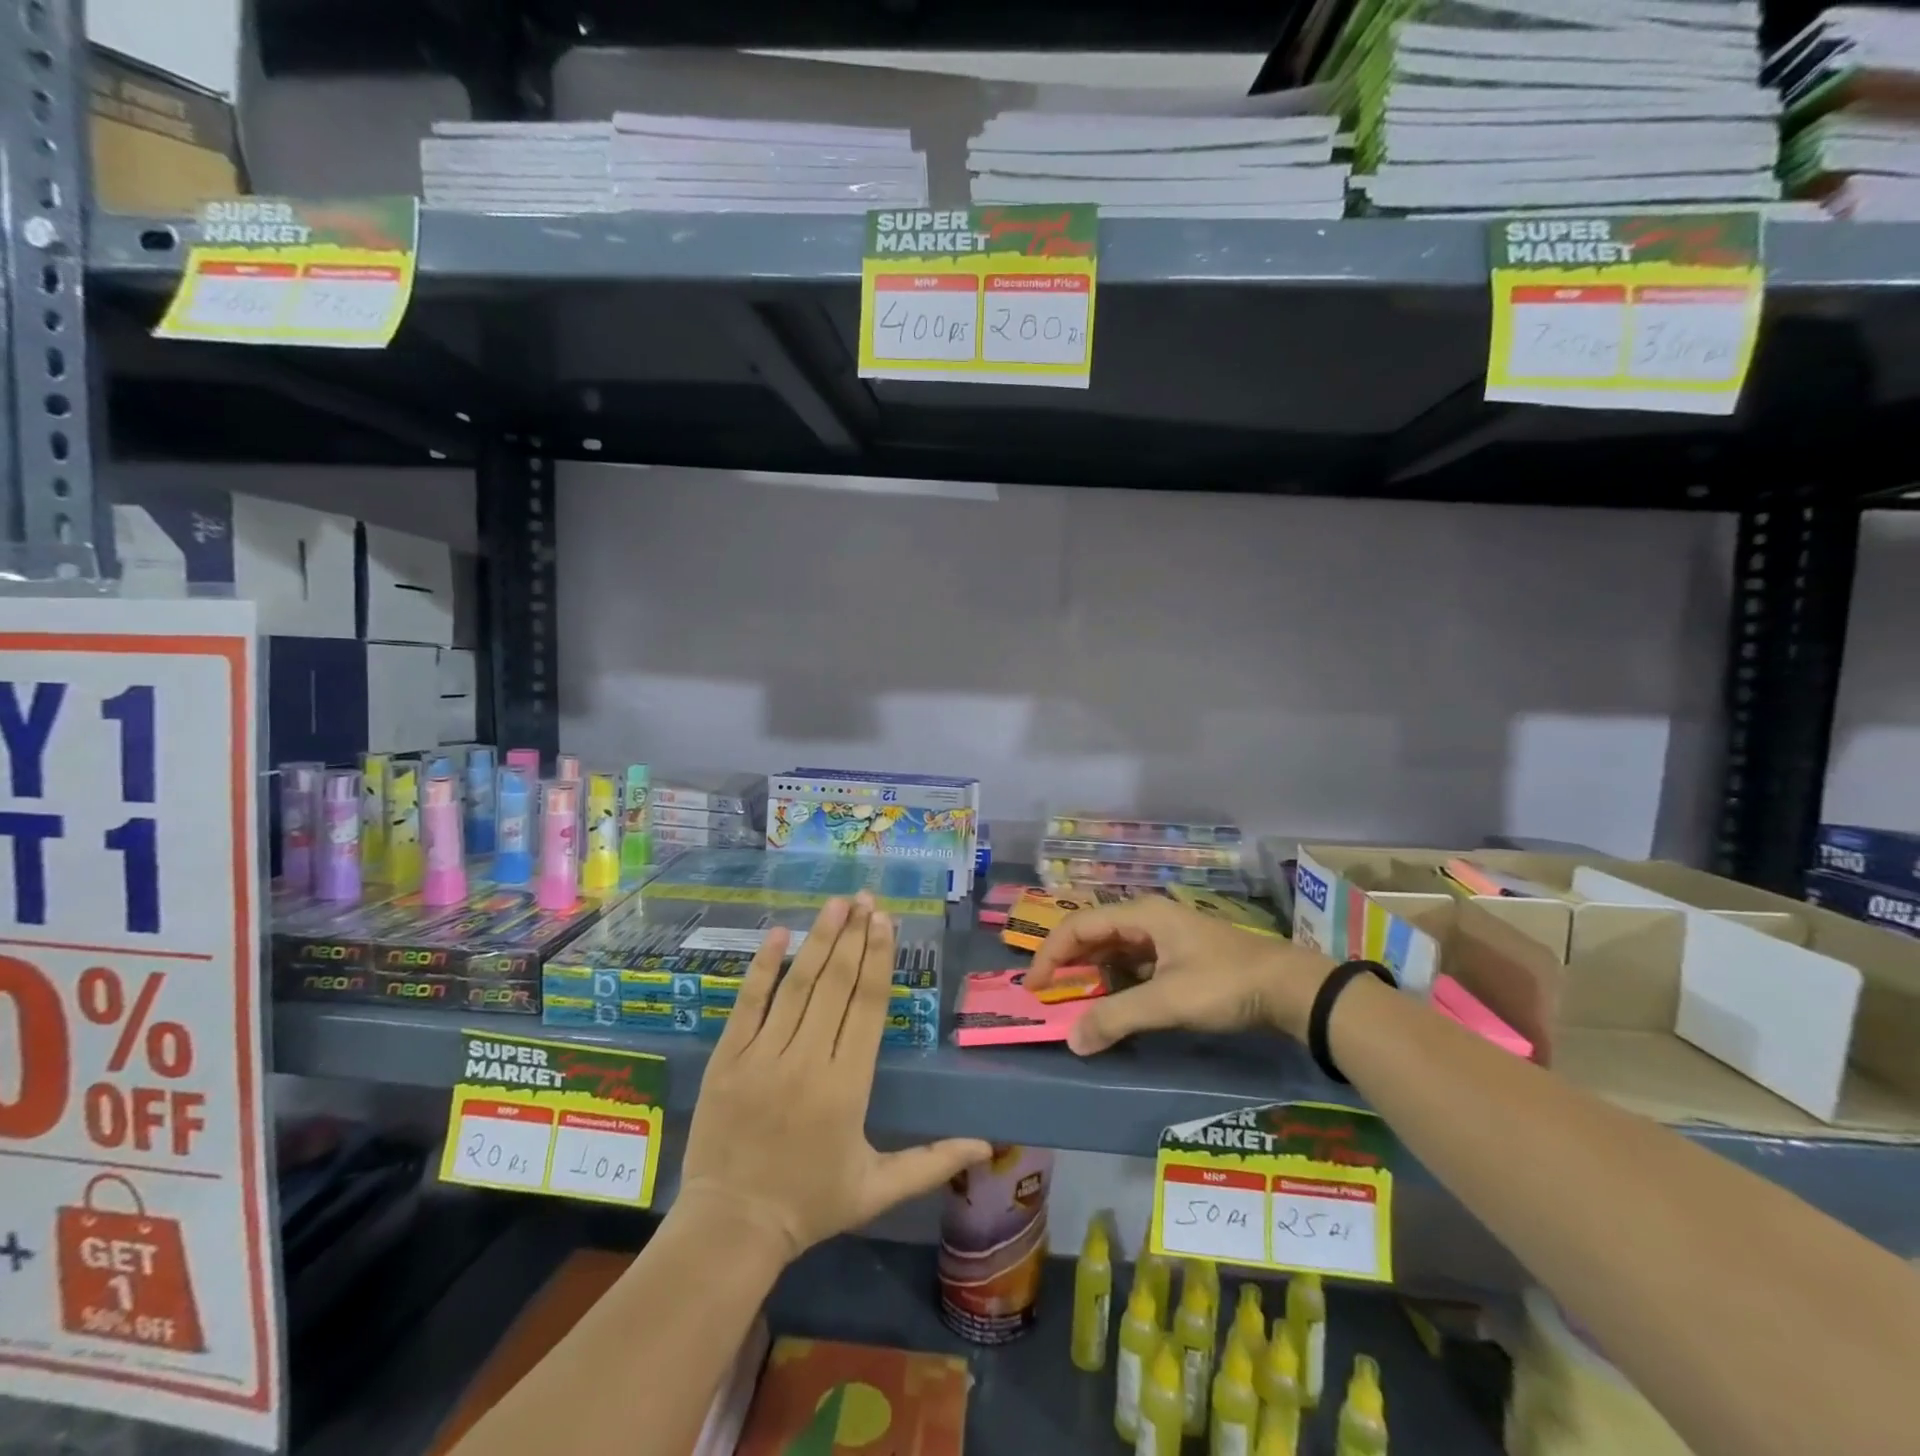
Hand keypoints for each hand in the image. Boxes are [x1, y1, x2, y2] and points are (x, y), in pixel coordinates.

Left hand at [677, 894, 990, 1264]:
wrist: (731, 1229)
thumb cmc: (810, 1205)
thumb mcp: (878, 1189)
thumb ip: (932, 1161)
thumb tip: (987, 1145)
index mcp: (848, 1086)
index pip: (867, 1006)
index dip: (878, 958)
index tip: (885, 920)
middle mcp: (808, 1060)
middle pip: (836, 984)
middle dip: (853, 936)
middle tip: (866, 897)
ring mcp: (763, 1056)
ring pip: (797, 985)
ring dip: (819, 939)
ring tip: (836, 903)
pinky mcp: (728, 1058)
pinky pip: (748, 1003)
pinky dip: (763, 966)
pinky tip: (779, 934)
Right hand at [1025, 897, 1336, 1053]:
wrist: (1289, 988)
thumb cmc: (1224, 984)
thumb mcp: (1167, 1002)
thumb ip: (1116, 1018)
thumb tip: (1072, 1040)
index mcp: (1140, 915)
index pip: (1078, 927)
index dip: (1050, 954)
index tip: (1033, 987)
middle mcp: (1147, 918)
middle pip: (1093, 934)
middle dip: (1067, 963)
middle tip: (1047, 994)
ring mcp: (1164, 936)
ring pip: (1113, 949)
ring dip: (1091, 973)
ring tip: (1073, 1001)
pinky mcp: (1179, 955)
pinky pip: (1133, 963)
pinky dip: (1115, 981)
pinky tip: (1113, 1003)